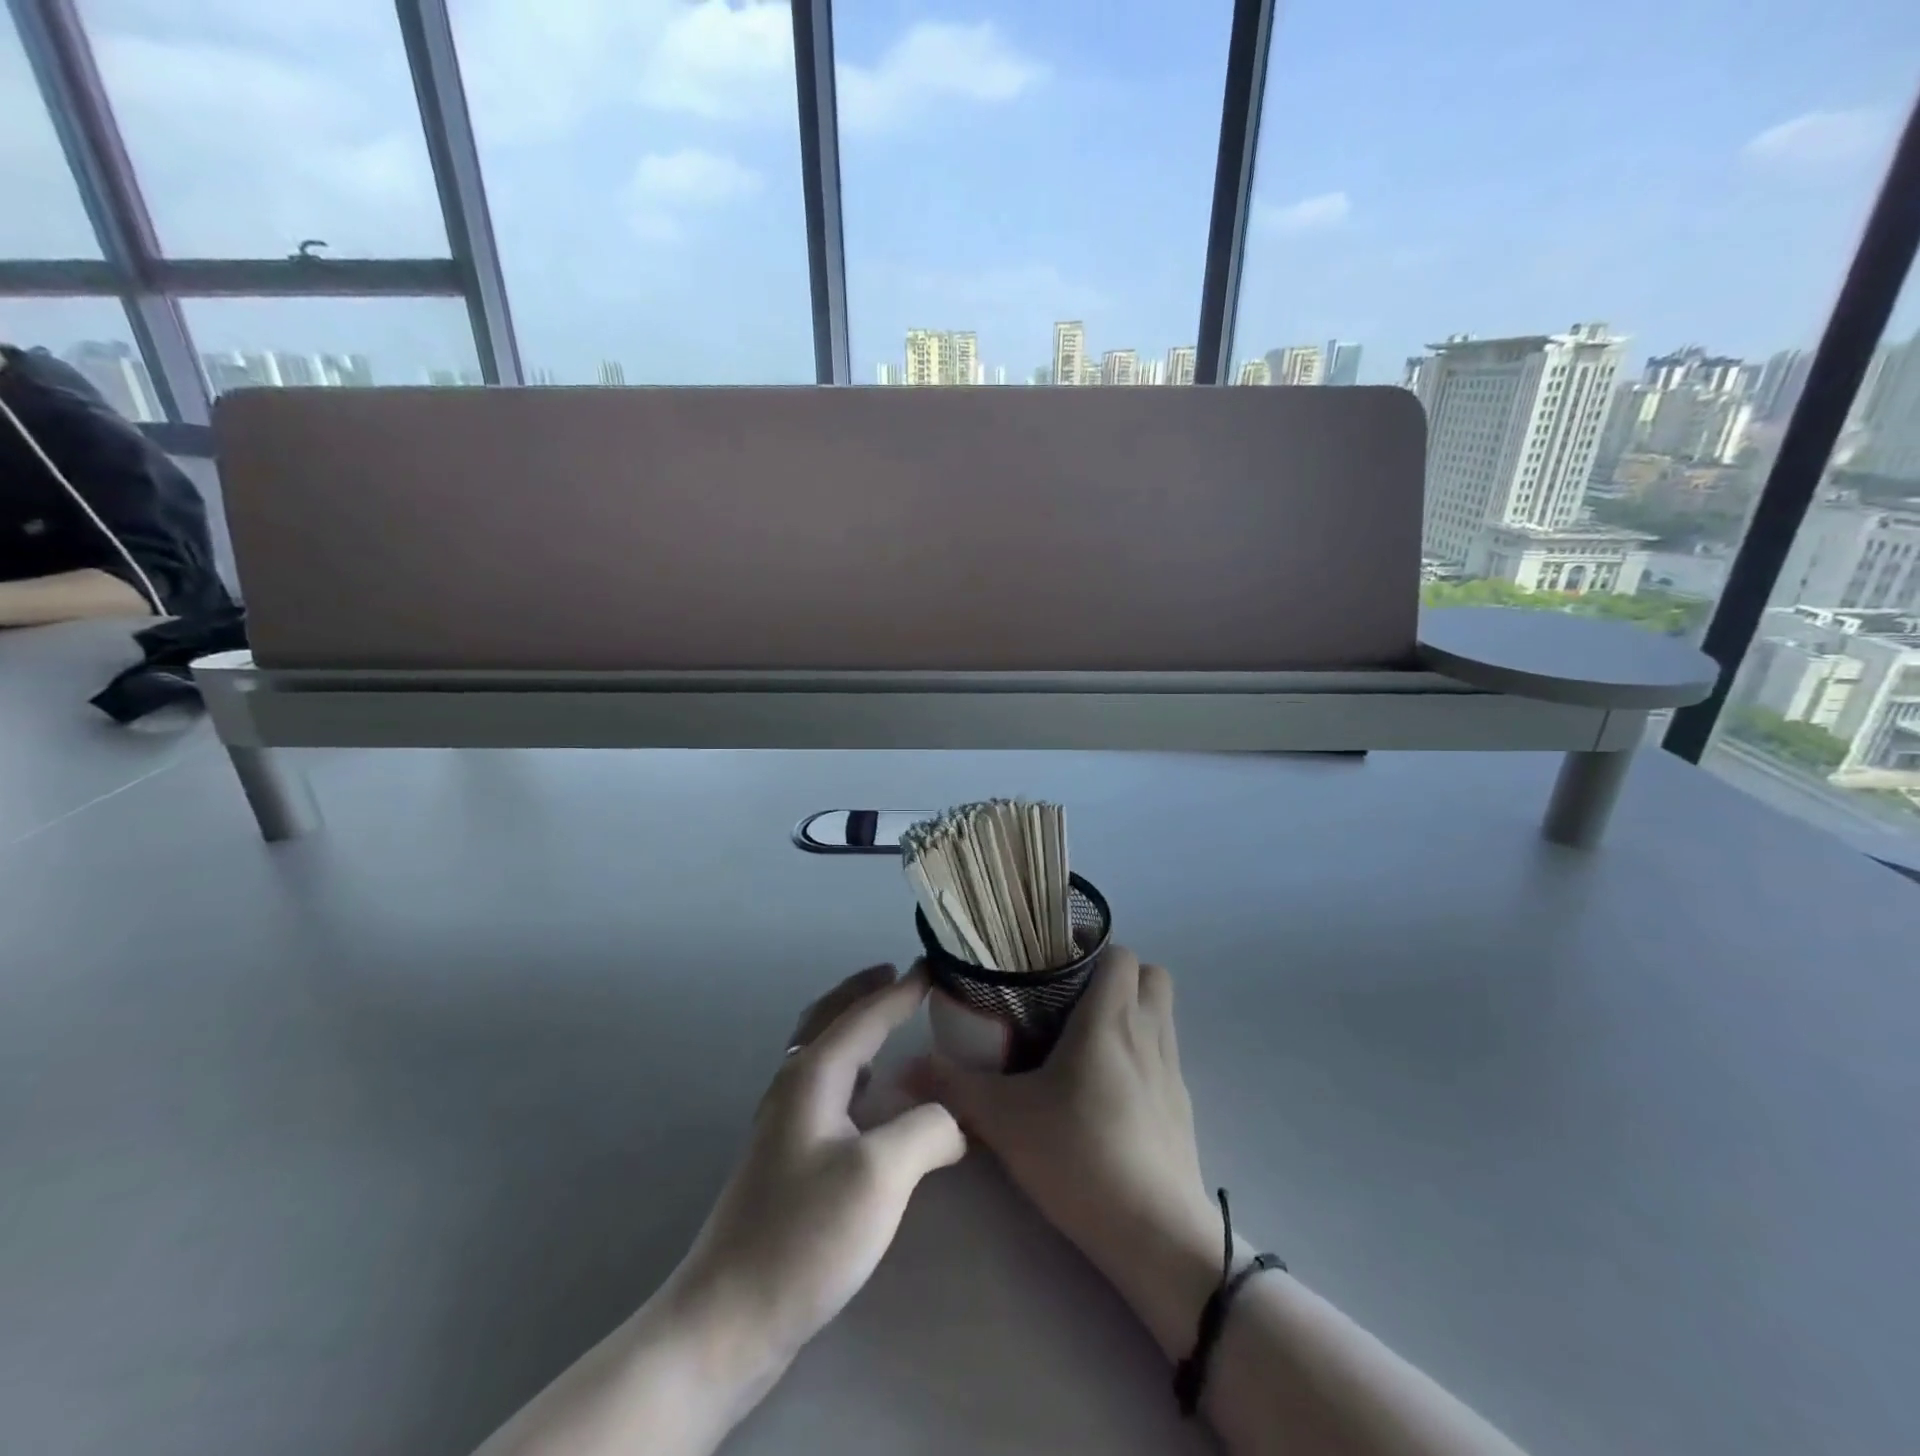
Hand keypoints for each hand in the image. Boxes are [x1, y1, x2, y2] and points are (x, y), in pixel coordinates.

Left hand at [472, 966, 965, 1455]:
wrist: (729, 1317)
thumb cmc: (805, 1234)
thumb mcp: (881, 1174)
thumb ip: (928, 1129)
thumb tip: (954, 1120)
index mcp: (813, 1074)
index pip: (864, 1015)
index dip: (901, 991)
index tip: (932, 966)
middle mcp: (794, 1085)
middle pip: (828, 1017)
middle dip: (863, 991)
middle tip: (897, 974)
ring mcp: (784, 1120)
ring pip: (821, 1049)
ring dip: (852, 1022)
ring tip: (885, 1019)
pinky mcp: (786, 1155)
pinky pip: (824, 1084)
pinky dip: (849, 1063)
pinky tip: (868, 1091)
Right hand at [917, 945, 1222, 1356]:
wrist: (1155, 1234)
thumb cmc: (1080, 1156)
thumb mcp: (1005, 1120)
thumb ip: (954, 1088)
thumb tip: (905, 1068)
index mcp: (1111, 1018)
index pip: (1119, 953)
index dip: (1091, 947)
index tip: (1054, 958)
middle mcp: (1148, 1032)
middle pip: (1149, 974)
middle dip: (1116, 974)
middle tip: (1071, 994)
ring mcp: (1172, 1070)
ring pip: (1161, 1013)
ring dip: (1131, 1010)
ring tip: (1085, 1035)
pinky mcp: (1182, 1106)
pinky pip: (1164, 1055)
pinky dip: (1141, 1051)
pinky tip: (1107, 1086)